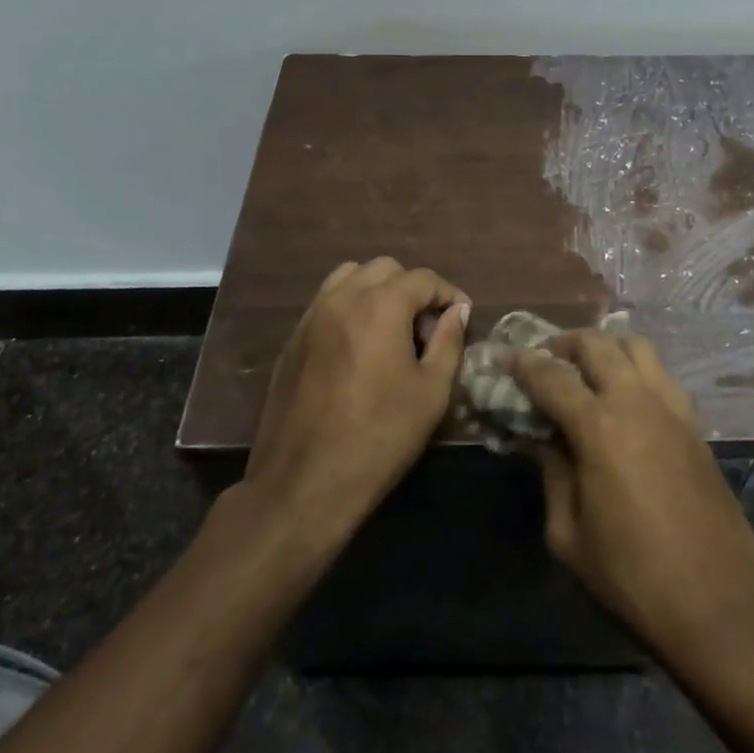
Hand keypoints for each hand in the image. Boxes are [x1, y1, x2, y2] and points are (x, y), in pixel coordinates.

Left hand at [242, 258, 469, 540]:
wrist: (303, 483)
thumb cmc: (379, 437)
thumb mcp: (431, 393)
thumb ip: (449, 342)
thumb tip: (457, 311)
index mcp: (380, 305)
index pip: (423, 278)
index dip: (448, 294)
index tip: (460, 319)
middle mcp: (343, 297)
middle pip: (385, 269)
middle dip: (411, 289)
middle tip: (425, 329)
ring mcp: (312, 316)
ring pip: (350, 277)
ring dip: (376, 291)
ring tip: (390, 330)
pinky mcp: (293, 338)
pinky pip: (326, 302)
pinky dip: (349, 307)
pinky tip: (359, 347)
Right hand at [512, 333, 753, 664]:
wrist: (721, 606)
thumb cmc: (633, 578)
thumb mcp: (569, 536)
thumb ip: (552, 475)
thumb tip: (541, 439)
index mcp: (598, 427)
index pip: (550, 376)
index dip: (522, 363)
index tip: (504, 357)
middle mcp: (635, 401)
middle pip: (596, 344)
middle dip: (564, 343)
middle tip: (545, 359)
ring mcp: (671, 407)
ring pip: (636, 346)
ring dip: (606, 347)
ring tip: (587, 369)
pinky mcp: (695, 423)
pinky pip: (661, 374)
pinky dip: (637, 369)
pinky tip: (627, 398)